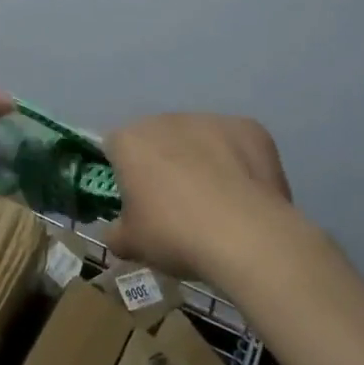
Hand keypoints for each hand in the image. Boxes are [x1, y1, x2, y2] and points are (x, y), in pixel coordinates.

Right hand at [102, 114, 293, 284]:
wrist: (247, 238)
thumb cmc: (176, 236)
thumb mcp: (130, 245)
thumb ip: (115, 232)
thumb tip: (115, 231)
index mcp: (129, 141)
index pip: (115, 148)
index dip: (124, 173)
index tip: (137, 200)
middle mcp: (166, 120)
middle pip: (158, 138)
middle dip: (164, 163)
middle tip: (176, 204)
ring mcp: (210, 120)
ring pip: (198, 138)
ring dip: (201, 159)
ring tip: (217, 202)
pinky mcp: (248, 127)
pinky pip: (235, 143)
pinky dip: (238, 162)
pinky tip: (246, 195)